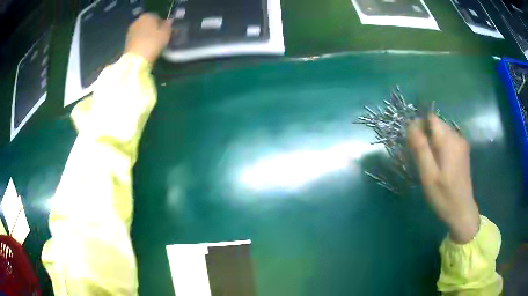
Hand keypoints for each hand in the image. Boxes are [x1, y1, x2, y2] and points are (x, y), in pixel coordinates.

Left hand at [125, 13, 171, 63]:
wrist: (135, 60)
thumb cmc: (153, 43)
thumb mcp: (166, 33)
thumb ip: (168, 25)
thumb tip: (169, 21)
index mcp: (148, 16)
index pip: (157, 16)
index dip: (162, 23)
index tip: (165, 31)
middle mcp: (138, 20)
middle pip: (147, 23)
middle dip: (152, 28)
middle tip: (158, 37)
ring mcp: (130, 31)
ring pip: (141, 30)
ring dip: (145, 35)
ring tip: (151, 43)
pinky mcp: (126, 41)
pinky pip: (136, 38)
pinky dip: (140, 41)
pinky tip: (144, 48)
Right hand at [408, 114, 479, 243]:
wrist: (462, 211)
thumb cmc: (443, 196)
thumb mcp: (428, 175)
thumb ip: (420, 148)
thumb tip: (411, 125)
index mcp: (448, 140)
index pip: (430, 118)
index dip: (419, 126)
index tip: (414, 145)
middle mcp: (457, 137)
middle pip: (436, 125)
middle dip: (425, 135)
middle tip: (420, 159)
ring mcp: (462, 144)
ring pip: (442, 133)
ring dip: (432, 142)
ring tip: (429, 164)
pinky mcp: (463, 152)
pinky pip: (448, 141)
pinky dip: (440, 147)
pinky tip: (439, 165)